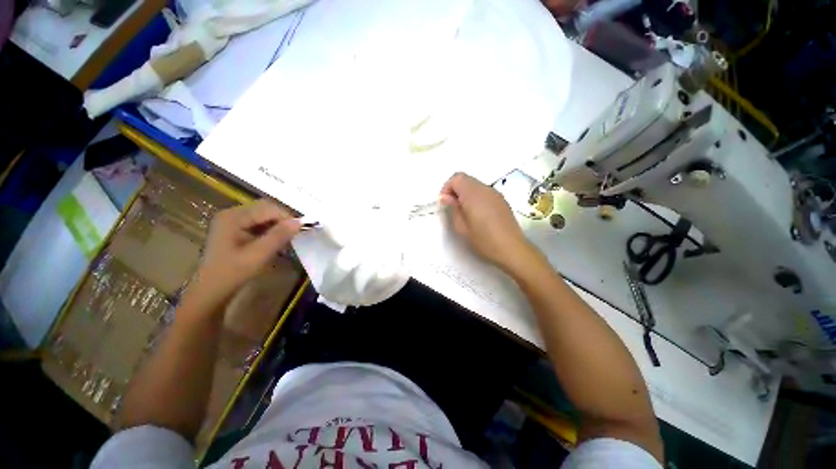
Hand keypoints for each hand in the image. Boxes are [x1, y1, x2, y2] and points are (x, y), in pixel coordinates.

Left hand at [192, 199, 300, 303]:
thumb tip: (299, 222)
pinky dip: (271, 231)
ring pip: (264, 217)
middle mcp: (232, 214)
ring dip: (278, 227)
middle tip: (296, 235)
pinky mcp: (234, 230)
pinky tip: (276, 243)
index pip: (268, 208)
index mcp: (234, 217)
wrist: (211, 291)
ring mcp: (232, 221)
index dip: (287, 217)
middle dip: (283, 221)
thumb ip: (279, 236)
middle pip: (265, 210)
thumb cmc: (232, 273)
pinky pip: (258, 224)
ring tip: (288, 241)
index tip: (301, 231)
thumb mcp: (258, 254)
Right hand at [440, 172, 532, 271]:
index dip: (447, 188)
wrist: (511, 249)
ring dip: (466, 193)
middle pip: (466, 179)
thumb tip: (446, 197)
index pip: (457, 178)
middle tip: (452, 207)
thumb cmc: (484, 240)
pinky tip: (478, 214)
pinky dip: (476, 197)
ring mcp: (495, 194)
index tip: (444, 203)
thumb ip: (453, 209)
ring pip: (475, 185)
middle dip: (455, 189)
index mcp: (473, 194)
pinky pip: (484, 192)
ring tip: (464, 212)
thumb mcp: (462, 227)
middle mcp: (485, 189)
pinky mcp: (502, 200)